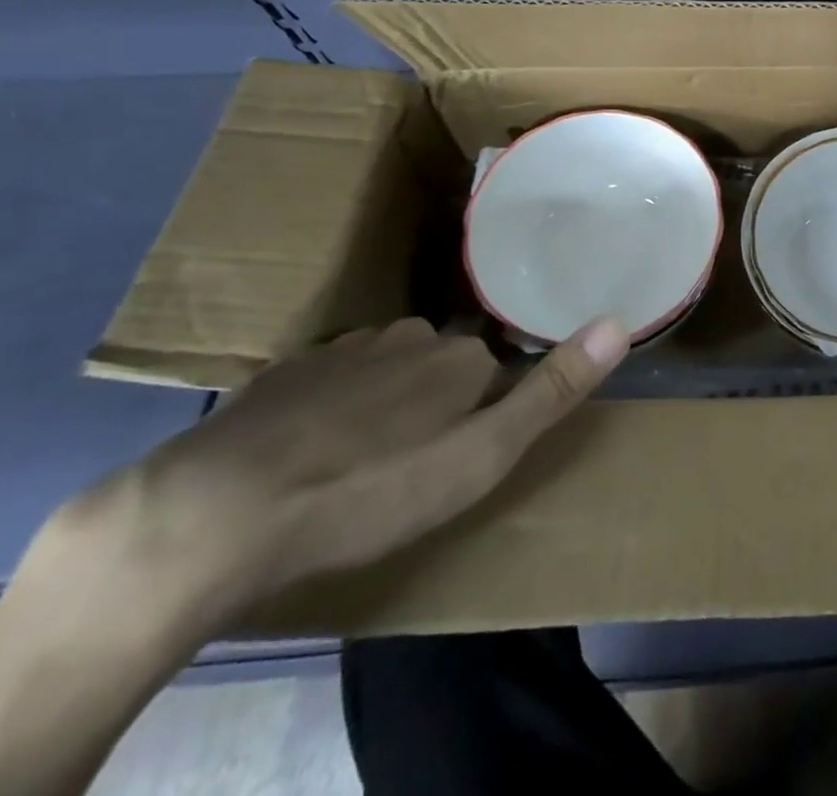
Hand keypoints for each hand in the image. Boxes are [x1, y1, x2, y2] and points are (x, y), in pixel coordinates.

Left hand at [44, 316, 628, 634]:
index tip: (470, 443)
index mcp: (459, 357)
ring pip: (386, 366)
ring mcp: (342, 350)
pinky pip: (331, 377)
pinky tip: (310, 447)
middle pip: (441, 361)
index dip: (488, 405)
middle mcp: (408, 337)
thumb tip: (619, 322)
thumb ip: (550, 391)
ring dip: (387, 399)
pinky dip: (334, 402)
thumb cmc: (370, 491)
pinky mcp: (285, 373)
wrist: (217, 513)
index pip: (494, 366)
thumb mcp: (479, 458)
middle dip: (437, 399)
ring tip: (365, 457)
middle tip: (417, 460)